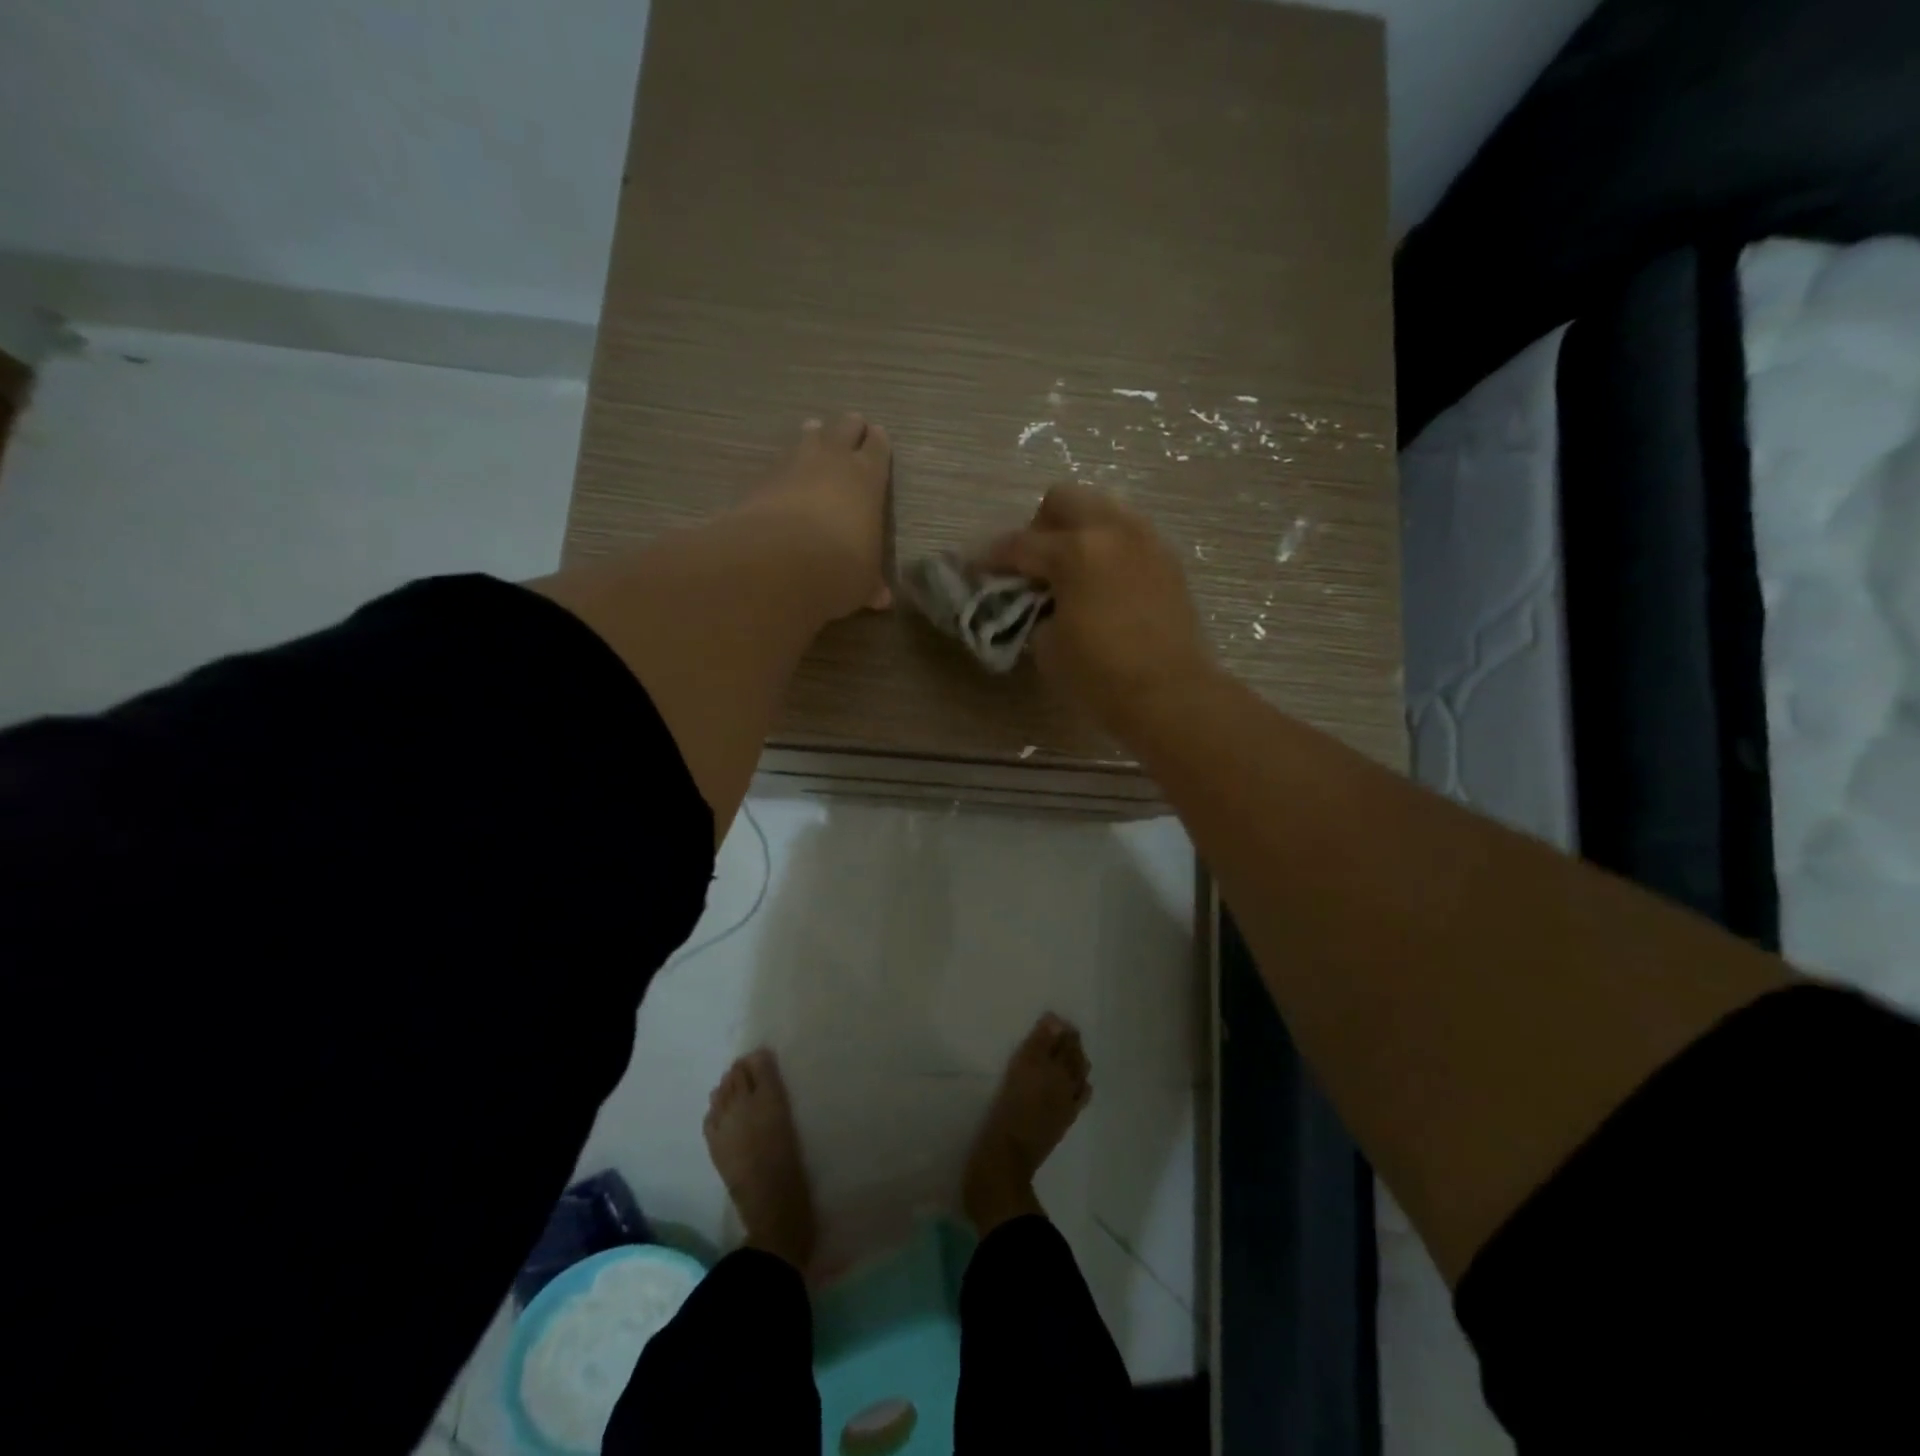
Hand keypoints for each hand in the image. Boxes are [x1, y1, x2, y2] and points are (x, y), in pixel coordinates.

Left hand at [742, 415, 892, 618]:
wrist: (779, 564)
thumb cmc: (839, 569)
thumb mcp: (862, 583)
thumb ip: (871, 584)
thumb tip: (881, 599)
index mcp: (868, 479)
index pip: (878, 448)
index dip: (878, 444)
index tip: (877, 437)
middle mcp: (833, 461)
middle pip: (843, 428)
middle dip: (848, 429)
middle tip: (850, 429)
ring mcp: (794, 465)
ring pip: (808, 436)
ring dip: (813, 437)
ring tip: (814, 435)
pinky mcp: (762, 479)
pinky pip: (779, 462)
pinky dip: (785, 466)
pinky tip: (784, 476)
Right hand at [983, 486, 1212, 730]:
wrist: (1170, 695)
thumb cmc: (1100, 676)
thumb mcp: (1048, 645)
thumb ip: (1035, 610)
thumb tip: (1039, 599)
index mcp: (1076, 552)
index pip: (1020, 544)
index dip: (992, 556)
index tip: (977, 566)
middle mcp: (1112, 532)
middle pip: (1064, 500)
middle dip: (1040, 526)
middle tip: (1033, 564)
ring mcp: (1146, 540)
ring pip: (1103, 507)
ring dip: (1079, 529)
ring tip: (1071, 568)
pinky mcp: (1167, 559)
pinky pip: (1130, 533)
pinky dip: (1109, 546)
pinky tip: (1102, 580)